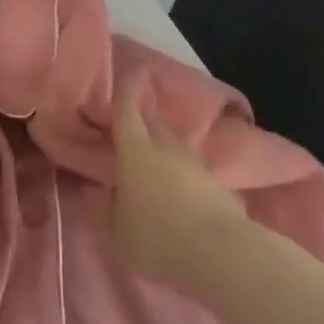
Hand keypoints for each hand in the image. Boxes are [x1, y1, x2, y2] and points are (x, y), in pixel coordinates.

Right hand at [110, 93, 245, 285]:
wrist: (220, 252)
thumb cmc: (156, 237)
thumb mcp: (117, 231)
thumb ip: (106, 210)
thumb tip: (103, 194)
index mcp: (135, 151)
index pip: (127, 111)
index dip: (126, 90)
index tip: (129, 71)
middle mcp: (166, 148)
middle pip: (152, 123)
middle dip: (142, 117)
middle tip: (131, 121)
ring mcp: (195, 164)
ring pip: (174, 146)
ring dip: (162, 149)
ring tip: (153, 163)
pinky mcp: (218, 184)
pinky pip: (192, 171)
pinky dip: (182, 175)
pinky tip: (179, 194)